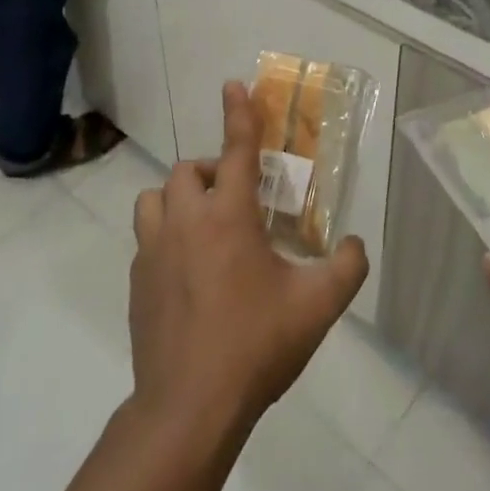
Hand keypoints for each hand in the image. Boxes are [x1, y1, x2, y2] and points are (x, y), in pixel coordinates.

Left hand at [128, 82, 368, 440]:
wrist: (190, 406)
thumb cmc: (256, 346)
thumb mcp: (317, 307)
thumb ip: (346, 268)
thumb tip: (354, 245)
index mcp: (228, 217)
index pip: (236, 150)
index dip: (239, 114)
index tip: (234, 84)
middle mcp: (185, 222)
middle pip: (189, 171)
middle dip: (212, 173)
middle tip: (236, 200)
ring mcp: (152, 251)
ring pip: (155, 198)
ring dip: (179, 200)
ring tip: (203, 227)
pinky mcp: (136, 281)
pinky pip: (145, 239)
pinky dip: (165, 237)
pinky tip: (186, 272)